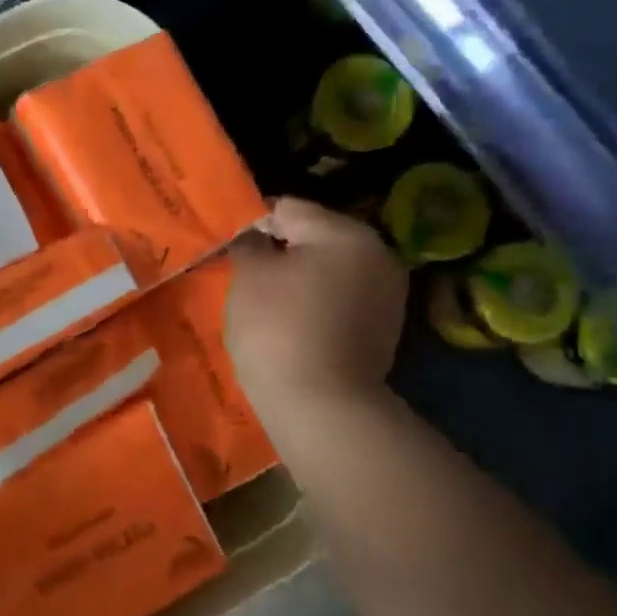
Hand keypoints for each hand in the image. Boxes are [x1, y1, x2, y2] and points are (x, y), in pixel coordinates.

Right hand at [227, 198, 409, 415]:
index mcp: (345, 232)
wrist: (322, 407)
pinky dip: (318, 305)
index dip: (253, 222)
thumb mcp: (250, 276)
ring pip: (330, 270)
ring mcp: (387, 294)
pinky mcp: (385, 329)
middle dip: (281, 251)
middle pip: (315, 238)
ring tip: (267, 302)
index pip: (288, 208)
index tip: (230, 244)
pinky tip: (293, 326)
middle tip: (246, 273)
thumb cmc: (279, 329)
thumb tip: (254, 235)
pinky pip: (341, 301)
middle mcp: (377, 254)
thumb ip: (249, 243)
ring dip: (300, 279)